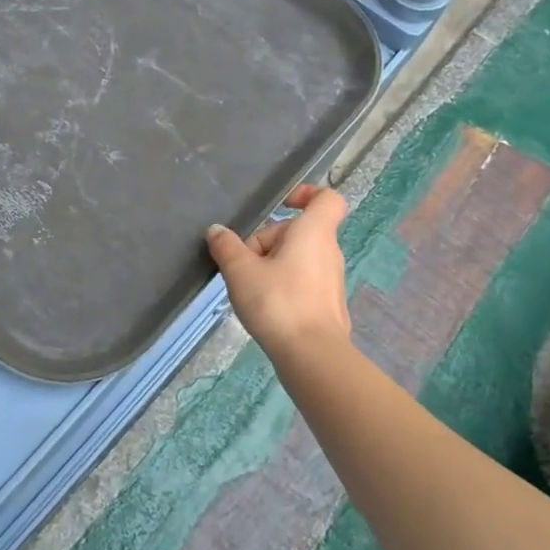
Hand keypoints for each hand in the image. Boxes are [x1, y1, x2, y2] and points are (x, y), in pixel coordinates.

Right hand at [205, 184, 351, 355]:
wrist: (312, 356)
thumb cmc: (278, 302)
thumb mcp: (240, 271)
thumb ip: (227, 247)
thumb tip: (217, 230)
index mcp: (314, 232)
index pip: (326, 199)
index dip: (305, 194)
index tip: (280, 205)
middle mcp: (328, 251)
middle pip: (297, 231)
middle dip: (267, 241)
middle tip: (242, 263)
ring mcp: (331, 280)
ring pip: (297, 258)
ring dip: (271, 265)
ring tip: (248, 288)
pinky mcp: (327, 304)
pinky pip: (302, 281)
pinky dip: (282, 286)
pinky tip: (263, 307)